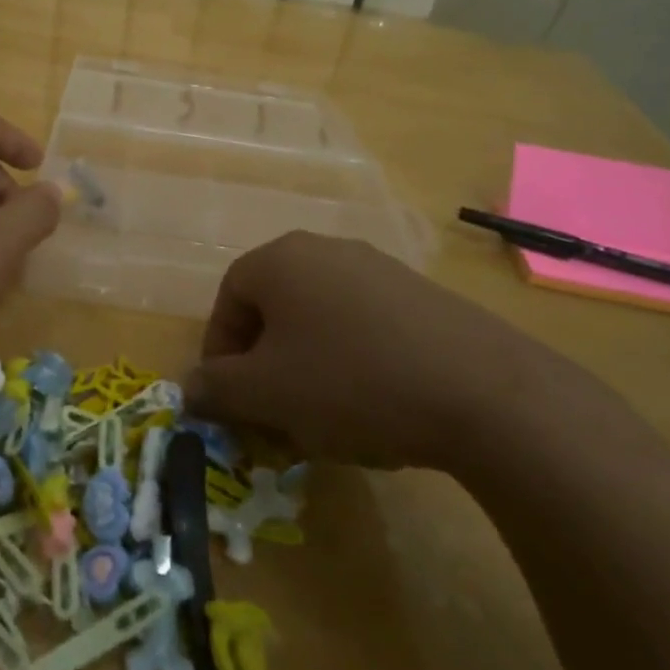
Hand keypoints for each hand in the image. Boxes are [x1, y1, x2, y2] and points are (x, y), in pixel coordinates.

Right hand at [184, 232, 557, 469]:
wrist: (481, 390)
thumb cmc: (349, 382)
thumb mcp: (267, 394)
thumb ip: (216, 388)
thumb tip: (188, 388)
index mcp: (281, 260)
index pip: (228, 298)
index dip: (220, 350)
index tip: (230, 398)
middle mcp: (326, 250)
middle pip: (275, 307)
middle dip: (264, 363)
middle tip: (272, 414)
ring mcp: (379, 268)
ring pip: (320, 319)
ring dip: (307, 367)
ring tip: (321, 419)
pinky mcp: (421, 295)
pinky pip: (364, 326)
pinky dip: (353, 363)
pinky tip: (373, 407)